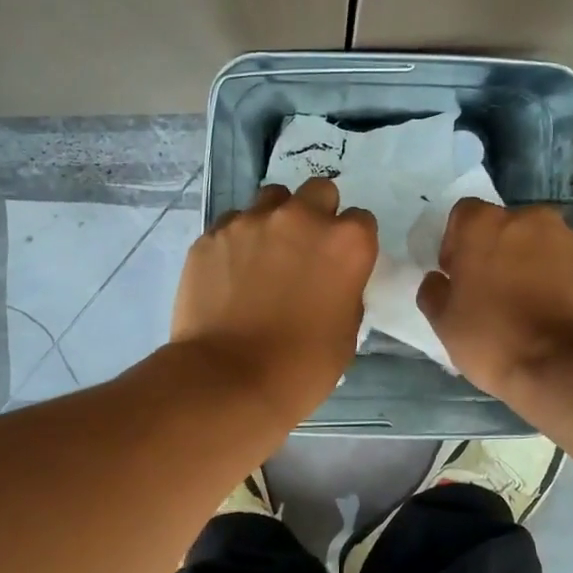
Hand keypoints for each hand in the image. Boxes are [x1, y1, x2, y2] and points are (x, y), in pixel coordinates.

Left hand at [171, 178, 377, 420]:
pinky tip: (230, 272)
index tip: (341, 264)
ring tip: (264, 256)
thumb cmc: (302, 366)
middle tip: (305, 251)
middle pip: (318, 192)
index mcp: (346, 243)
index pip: (360, 221)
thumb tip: (331, 281)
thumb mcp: (347, 331)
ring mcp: (251, 222)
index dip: (351, 243)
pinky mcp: (212, 235)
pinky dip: (237, 241)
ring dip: (275, 220)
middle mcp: (301, 218)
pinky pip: (231, 224)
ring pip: (271, 199)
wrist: (229, 379)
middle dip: (316, 215)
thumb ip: (345, 290)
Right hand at [417, 200, 572, 399]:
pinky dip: (554, 282)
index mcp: (485, 224)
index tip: (458, 277)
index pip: (463, 216)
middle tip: (489, 293)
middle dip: (494, 253)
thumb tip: (437, 280)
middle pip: (503, 228)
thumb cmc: (494, 338)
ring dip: (526, 266)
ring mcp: (568, 240)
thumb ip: (433, 292)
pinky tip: (549, 316)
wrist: (568, 366)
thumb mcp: (445, 322)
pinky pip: (563, 266)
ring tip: (523, 308)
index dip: (456, 244)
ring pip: (536, 246)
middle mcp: (529, 219)